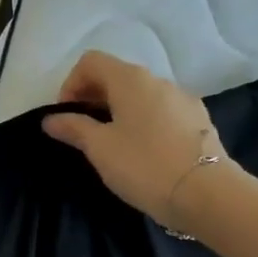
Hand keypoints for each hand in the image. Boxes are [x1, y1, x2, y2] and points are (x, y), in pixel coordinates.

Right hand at [42, 51, 230, 224]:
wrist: (207, 194)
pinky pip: (161, 112)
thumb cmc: (144, 165)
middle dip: (93, 98)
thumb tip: (50, 119)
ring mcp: (182, 99)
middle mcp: (158, 80)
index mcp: (130, 80)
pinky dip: (143, 122)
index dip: (70, 85)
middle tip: (82, 133)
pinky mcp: (198, 120)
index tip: (66, 117)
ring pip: (140, 95)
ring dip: (119, 111)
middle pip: (116, 76)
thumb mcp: (100, 148)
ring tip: (112, 144)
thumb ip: (73, 128)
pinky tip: (143, 152)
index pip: (91, 62)